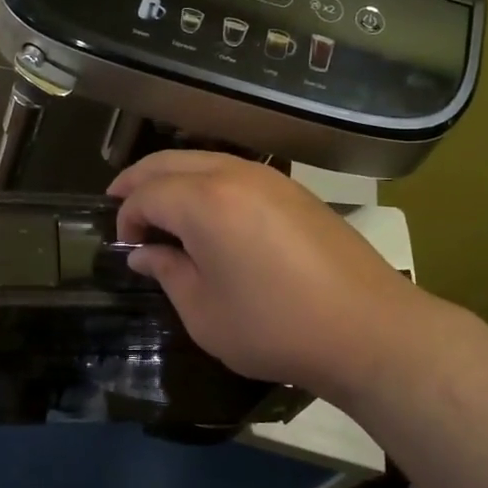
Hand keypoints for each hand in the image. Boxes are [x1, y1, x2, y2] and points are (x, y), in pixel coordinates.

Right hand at [110, 151, 445, 400]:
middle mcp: (233, 175)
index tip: (126, 247)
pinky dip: (206, 180)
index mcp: (204, 202)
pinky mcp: (293, 190)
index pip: (146, 195)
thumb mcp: (204, 312)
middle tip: (119, 201)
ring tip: (159, 204)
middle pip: (169, 161)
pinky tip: (207, 209)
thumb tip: (144, 253)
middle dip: (138, 180)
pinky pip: (233, 170)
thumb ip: (167, 273)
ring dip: (173, 176)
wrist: (368, 328)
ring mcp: (268, 178)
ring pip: (203, 158)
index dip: (127, 218)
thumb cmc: (275, 327)